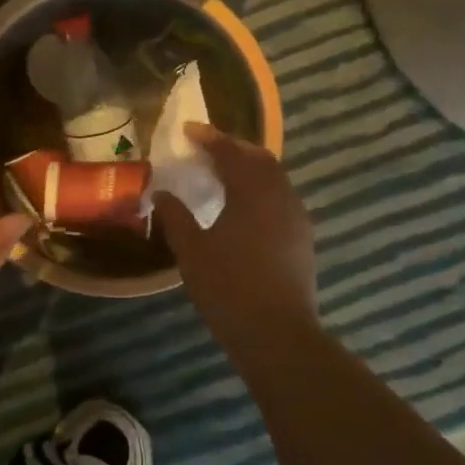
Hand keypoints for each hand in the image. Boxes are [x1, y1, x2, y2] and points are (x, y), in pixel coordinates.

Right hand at [155, 125, 320, 360]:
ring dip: (251, 169)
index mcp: (252, 192)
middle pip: (261, 159)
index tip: (188, 130)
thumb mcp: (192, 251)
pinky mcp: (303, 239)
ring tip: (225, 174)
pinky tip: (246, 208)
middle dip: (234, 148)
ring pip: (276, 179)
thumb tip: (161, 193)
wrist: (278, 335)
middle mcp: (281, 197)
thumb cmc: (229, 287)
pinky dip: (262, 190)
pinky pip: (282, 199)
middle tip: (207, 148)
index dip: (209, 138)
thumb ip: (175, 217)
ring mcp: (297, 218)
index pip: (231, 152)